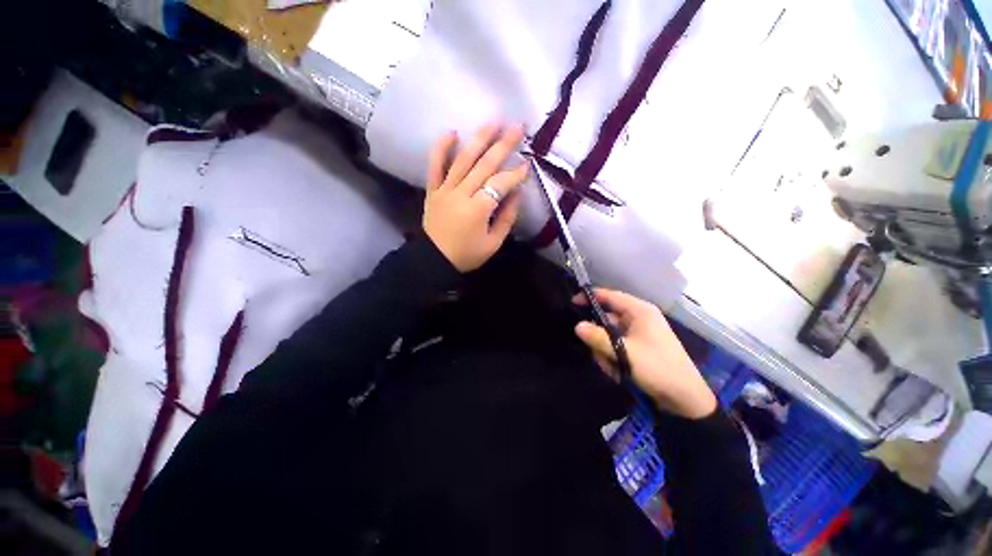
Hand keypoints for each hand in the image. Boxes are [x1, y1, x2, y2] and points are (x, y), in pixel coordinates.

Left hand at [423, 124, 528, 271]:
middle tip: (518, 127)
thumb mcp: (493, 243)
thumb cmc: (467, 255)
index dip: (515, 174)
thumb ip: (507, 218)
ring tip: (493, 122)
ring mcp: (445, 190)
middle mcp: (461, 194)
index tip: (528, 165)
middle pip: (484, 165)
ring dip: (479, 139)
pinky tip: (451, 132)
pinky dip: (441, 148)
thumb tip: (517, 194)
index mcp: (478, 209)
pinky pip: (435, 166)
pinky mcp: (433, 190)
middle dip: (503, 145)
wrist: (435, 259)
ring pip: (463, 160)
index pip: (500, 185)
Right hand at [574, 288, 717, 418]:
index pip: (610, 296)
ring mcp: (639, 333)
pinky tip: (617, 371)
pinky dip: (613, 356)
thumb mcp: (625, 352)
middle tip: (594, 350)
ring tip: (610, 366)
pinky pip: (617, 345)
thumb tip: (577, 326)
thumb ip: (599, 338)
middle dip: (598, 335)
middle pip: (607, 317)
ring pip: (610, 334)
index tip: (572, 303)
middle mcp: (639, 318)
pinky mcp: (638, 346)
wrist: (685, 399)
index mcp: (640, 311)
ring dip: (605, 349)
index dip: (590, 297)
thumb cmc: (657, 368)